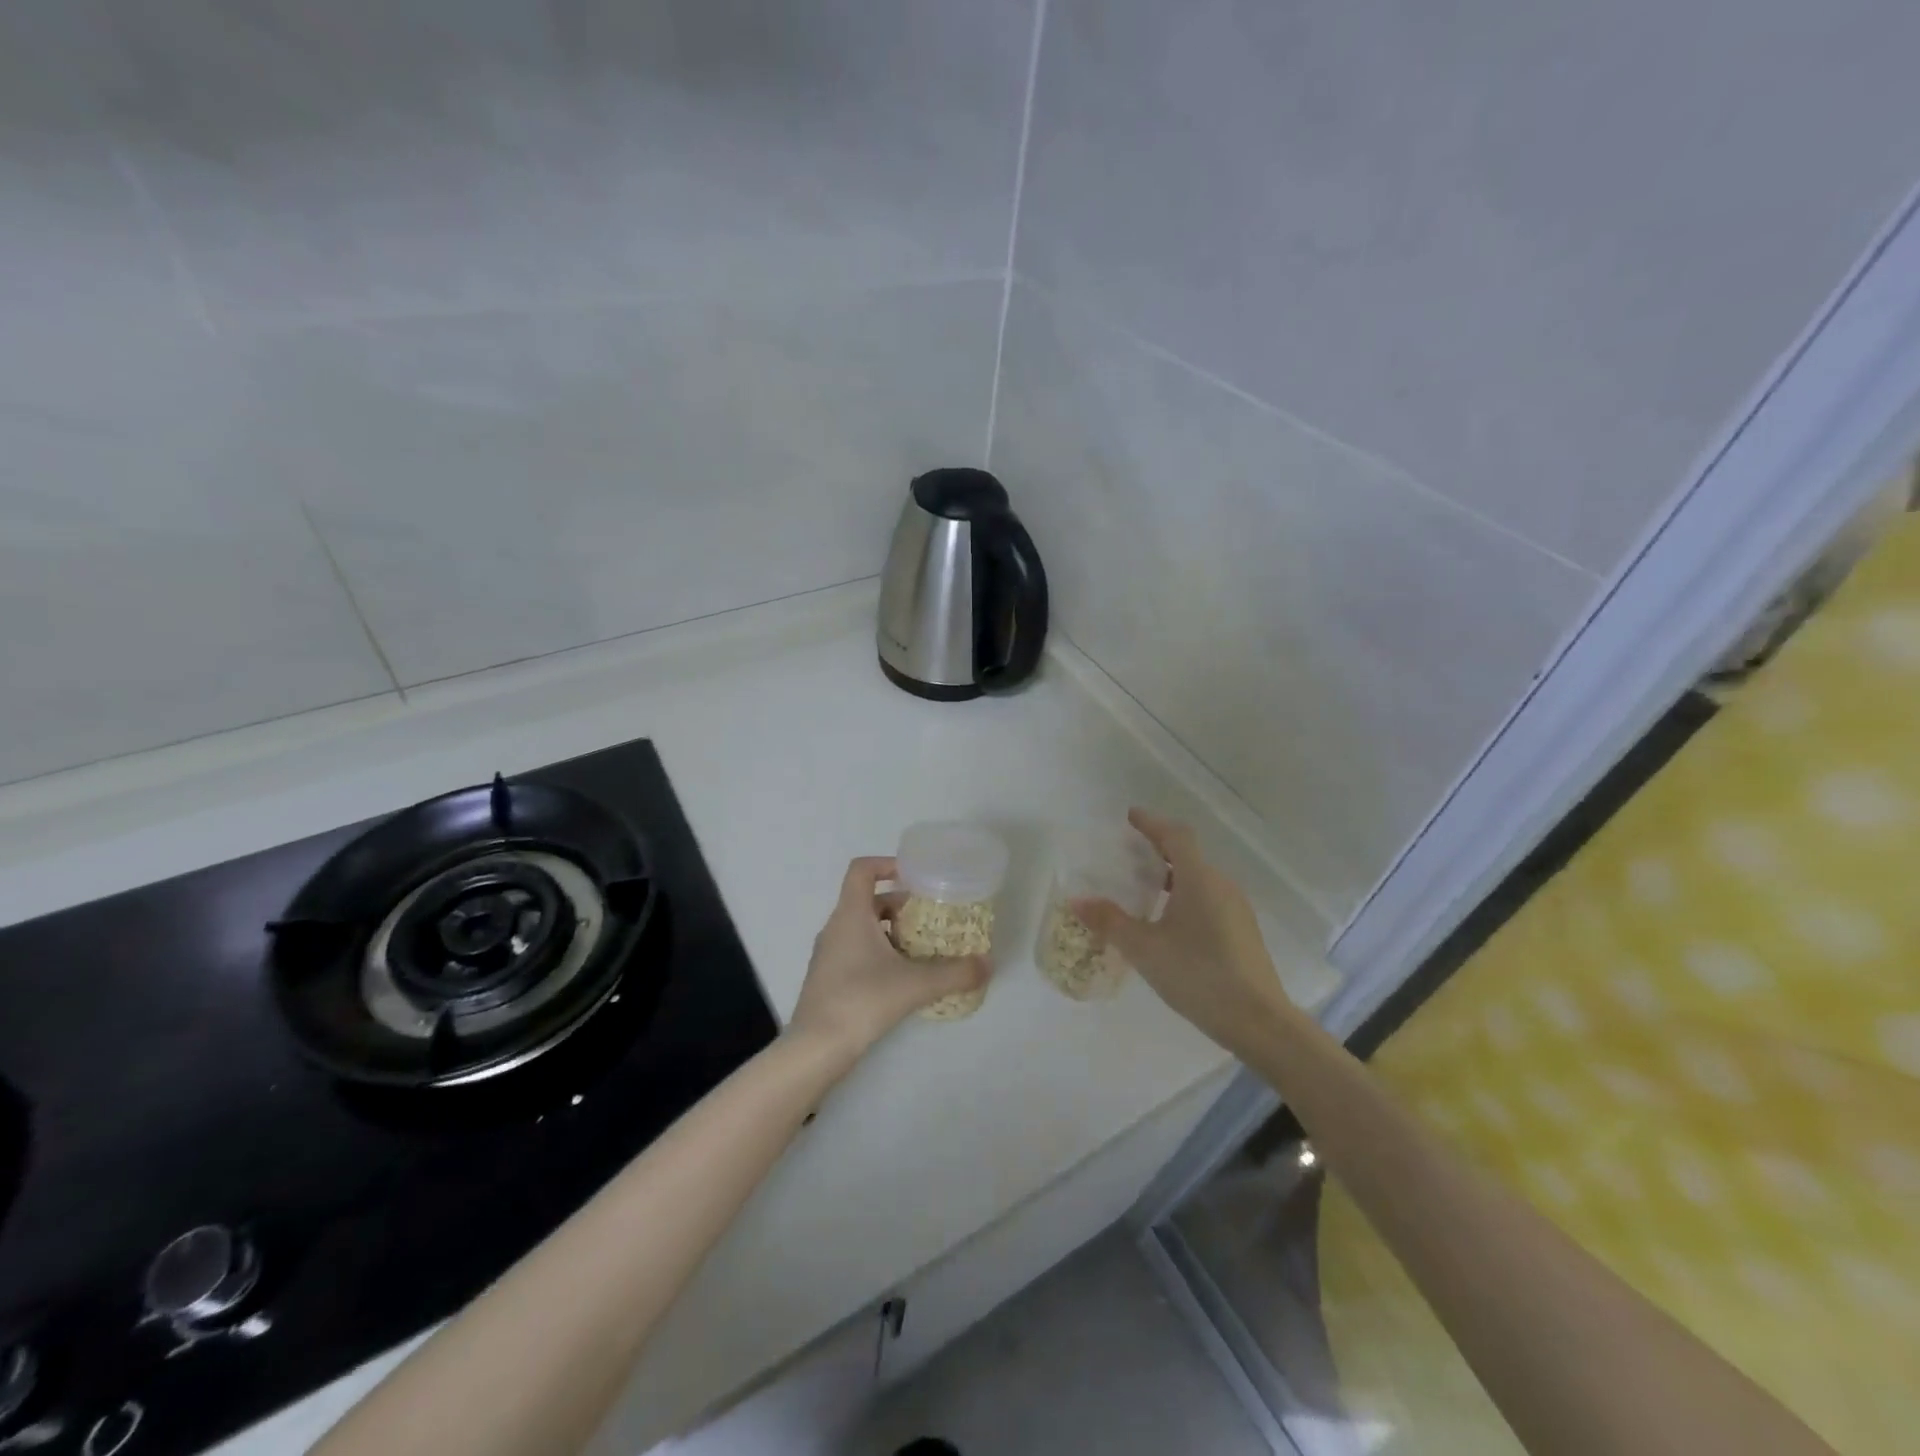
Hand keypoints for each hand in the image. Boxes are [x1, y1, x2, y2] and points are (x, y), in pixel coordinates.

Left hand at [788, 857, 990, 1061]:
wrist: (815, 1048)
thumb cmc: (862, 1000)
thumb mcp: (916, 984)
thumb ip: (955, 972)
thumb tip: (988, 964)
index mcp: (851, 914)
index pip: (862, 870)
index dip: (887, 864)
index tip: (915, 877)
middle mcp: (836, 927)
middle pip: (868, 900)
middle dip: (900, 904)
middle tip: (930, 917)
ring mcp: (828, 953)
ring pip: (862, 927)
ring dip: (891, 930)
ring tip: (922, 948)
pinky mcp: (828, 978)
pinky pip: (856, 950)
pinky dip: (879, 952)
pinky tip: (902, 977)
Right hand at [1073, 809, 1293, 1058]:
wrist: (1259, 1021)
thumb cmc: (1198, 975)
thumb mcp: (1145, 949)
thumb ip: (1110, 922)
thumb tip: (1077, 901)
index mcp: (1199, 879)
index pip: (1174, 835)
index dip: (1151, 822)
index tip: (1131, 816)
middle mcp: (1221, 885)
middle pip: (1188, 854)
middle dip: (1158, 848)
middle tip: (1129, 853)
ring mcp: (1236, 908)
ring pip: (1199, 878)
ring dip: (1172, 874)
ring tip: (1144, 888)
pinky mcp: (1242, 931)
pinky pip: (1208, 898)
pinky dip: (1185, 895)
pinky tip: (1169, 921)